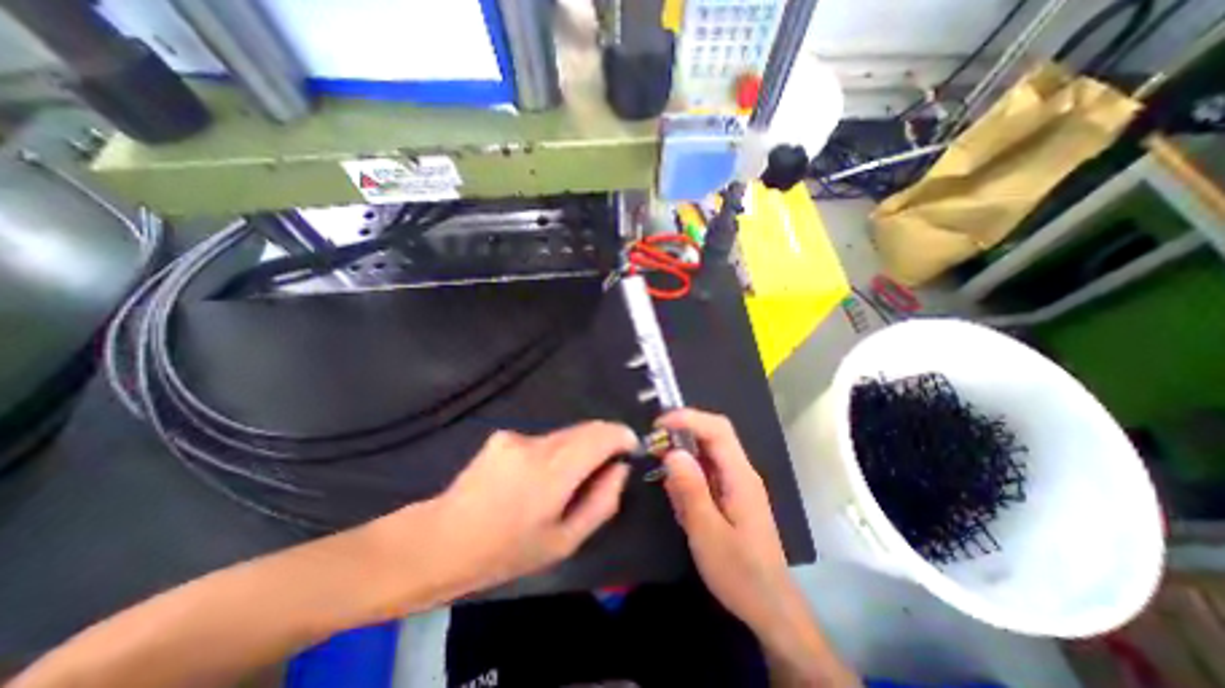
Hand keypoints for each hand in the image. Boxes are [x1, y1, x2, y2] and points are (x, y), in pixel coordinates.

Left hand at [423, 421, 635, 593]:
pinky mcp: (503, 435)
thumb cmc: (507, 551)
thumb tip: (620, 468)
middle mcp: (536, 444)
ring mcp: (516, 436)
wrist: (442, 540)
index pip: (601, 434)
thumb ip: (602, 502)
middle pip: (585, 429)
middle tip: (601, 470)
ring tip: (560, 483)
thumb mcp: (564, 542)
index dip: (621, 436)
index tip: (629, 448)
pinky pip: (542, 440)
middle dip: (601, 442)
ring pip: (564, 434)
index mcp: (553, 472)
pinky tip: (532, 478)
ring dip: (575, 450)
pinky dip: (551, 453)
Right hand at [661, 410, 795, 631]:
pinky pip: (707, 472)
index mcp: (740, 476)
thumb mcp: (708, 534)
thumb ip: (690, 490)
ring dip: (684, 456)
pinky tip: (680, 499)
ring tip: (666, 478)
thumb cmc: (740, 573)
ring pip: (707, 453)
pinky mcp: (731, 494)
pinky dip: (688, 476)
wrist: (770, 607)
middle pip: (713, 435)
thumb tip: (672, 452)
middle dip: (683, 432)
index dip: (688, 419)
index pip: (717, 429)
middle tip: (655, 444)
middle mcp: (741, 471)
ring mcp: (737, 482)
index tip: (659, 424)